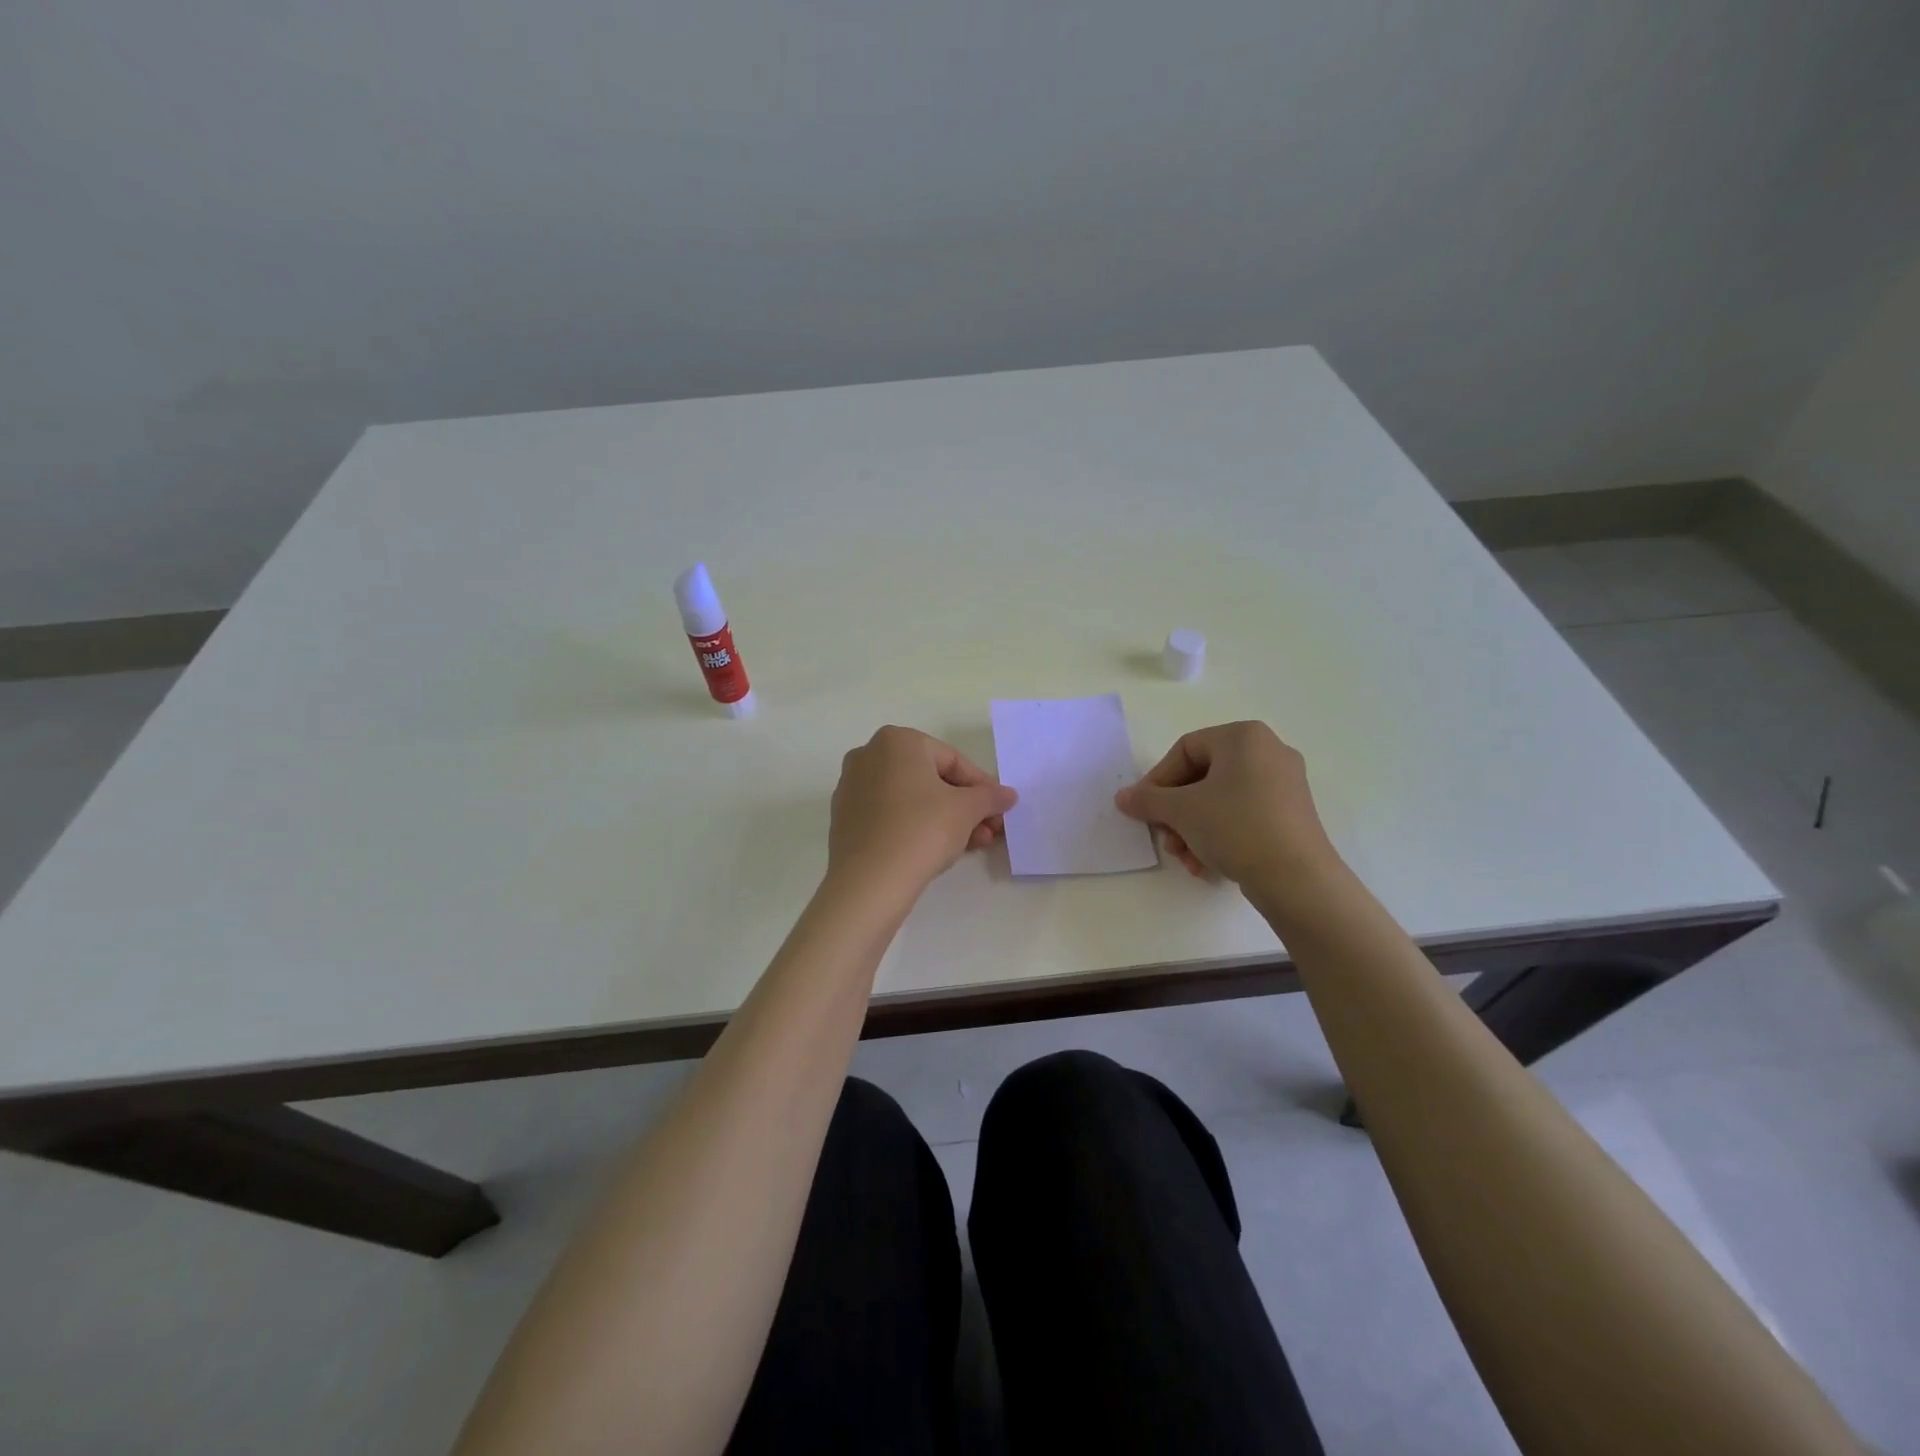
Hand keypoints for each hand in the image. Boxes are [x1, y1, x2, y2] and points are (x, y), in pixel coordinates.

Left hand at [828, 727, 1017, 893]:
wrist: (868, 881)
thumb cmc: (922, 830)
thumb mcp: (967, 810)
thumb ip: (990, 797)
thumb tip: (1008, 794)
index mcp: (897, 741)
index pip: (953, 760)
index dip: (982, 787)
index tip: (1000, 810)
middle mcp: (869, 755)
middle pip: (931, 780)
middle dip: (965, 807)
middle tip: (989, 831)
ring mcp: (852, 787)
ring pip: (912, 799)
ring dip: (946, 819)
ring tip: (972, 846)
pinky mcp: (845, 819)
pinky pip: (891, 816)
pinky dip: (916, 827)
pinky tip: (939, 850)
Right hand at [1114, 721, 1336, 885]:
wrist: (1297, 879)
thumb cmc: (1236, 827)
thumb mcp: (1181, 811)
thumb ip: (1147, 799)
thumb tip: (1123, 797)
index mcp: (1244, 737)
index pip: (1185, 750)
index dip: (1157, 780)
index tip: (1144, 810)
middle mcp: (1268, 751)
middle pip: (1202, 777)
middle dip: (1176, 812)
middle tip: (1165, 838)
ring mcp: (1284, 784)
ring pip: (1220, 801)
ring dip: (1193, 829)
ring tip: (1185, 858)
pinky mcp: (1291, 815)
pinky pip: (1243, 815)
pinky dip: (1219, 835)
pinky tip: (1207, 864)